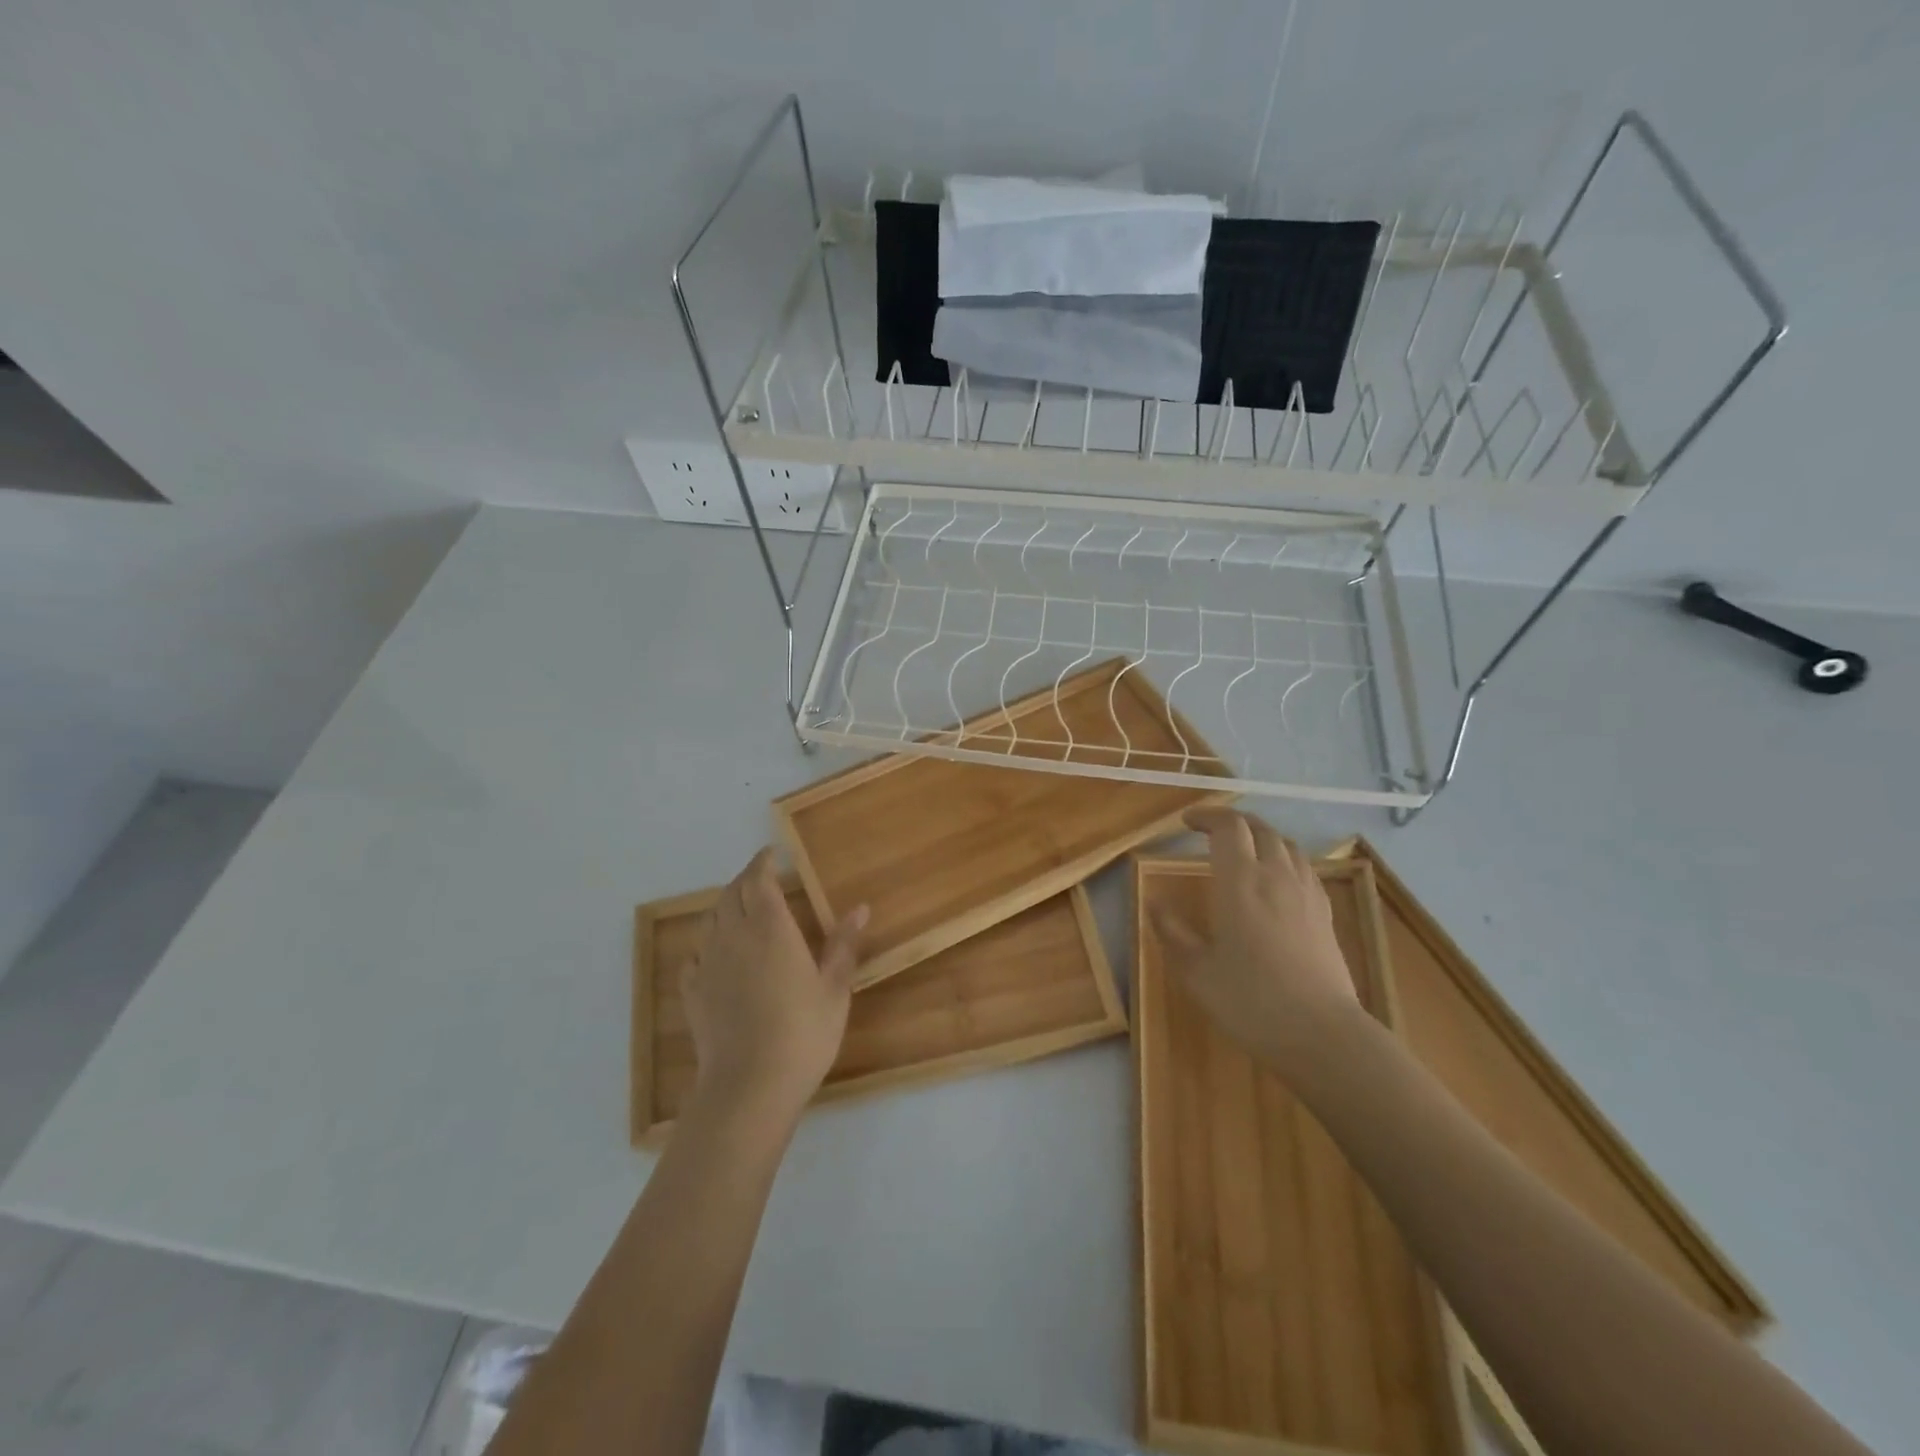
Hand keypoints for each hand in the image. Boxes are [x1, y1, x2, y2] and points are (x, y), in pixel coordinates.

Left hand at [680, 848, 868, 1124]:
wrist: (749, 1085)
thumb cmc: (803, 1032)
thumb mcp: (834, 989)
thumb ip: (843, 945)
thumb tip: (860, 908)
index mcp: (770, 928)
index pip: (759, 880)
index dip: (763, 862)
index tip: (772, 853)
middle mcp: (734, 936)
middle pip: (731, 894)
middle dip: (745, 879)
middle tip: (761, 877)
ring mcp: (709, 964)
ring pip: (710, 920)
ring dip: (724, 906)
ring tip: (740, 908)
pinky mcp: (693, 992)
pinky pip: (695, 955)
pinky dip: (707, 944)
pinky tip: (715, 955)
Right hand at [1151, 807, 1363, 1078]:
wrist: (1322, 1036)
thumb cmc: (1251, 1002)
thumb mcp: (1196, 971)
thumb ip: (1172, 932)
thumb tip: (1153, 903)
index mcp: (1241, 882)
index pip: (1229, 827)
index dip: (1207, 816)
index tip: (1186, 822)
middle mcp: (1276, 876)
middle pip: (1259, 828)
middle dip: (1233, 821)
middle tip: (1210, 830)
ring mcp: (1307, 893)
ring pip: (1286, 844)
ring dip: (1261, 836)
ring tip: (1243, 849)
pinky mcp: (1326, 914)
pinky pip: (1305, 868)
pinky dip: (1285, 858)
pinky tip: (1277, 880)